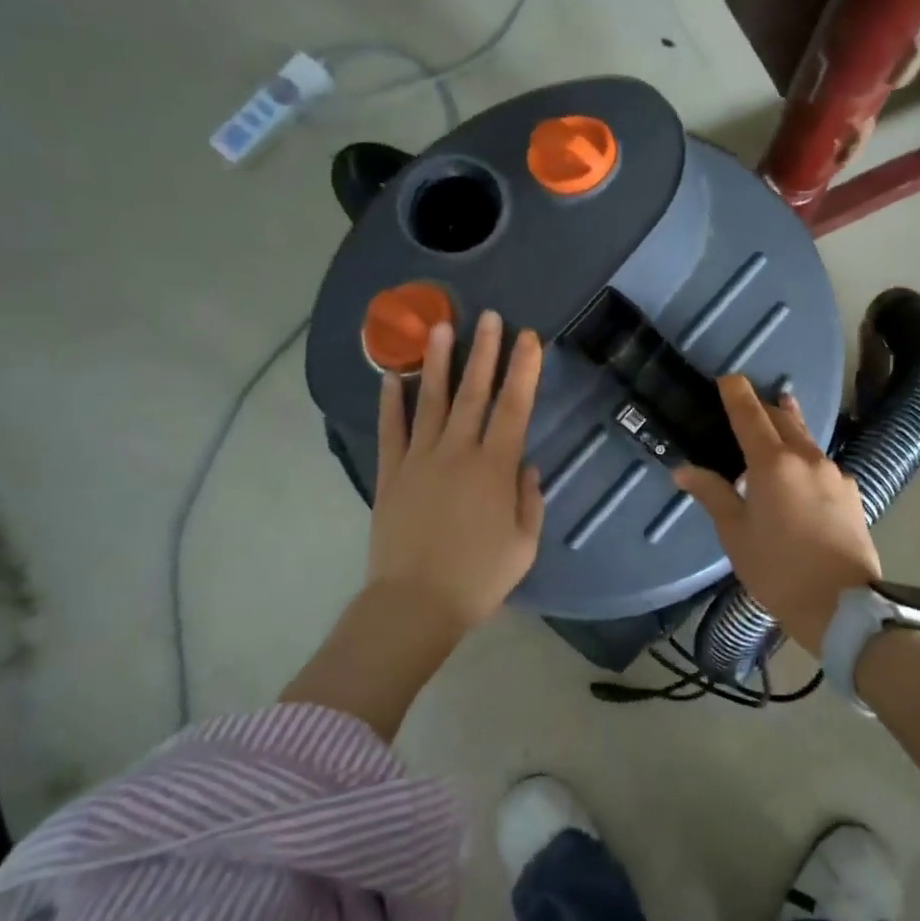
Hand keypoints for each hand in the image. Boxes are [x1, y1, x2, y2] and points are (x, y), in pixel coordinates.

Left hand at [368, 310, 544, 636]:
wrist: (415, 604)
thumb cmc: (478, 578)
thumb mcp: (523, 545)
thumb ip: (528, 500)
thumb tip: (524, 465)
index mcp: (494, 468)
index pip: (514, 407)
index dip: (523, 370)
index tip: (528, 338)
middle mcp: (457, 452)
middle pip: (474, 393)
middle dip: (484, 351)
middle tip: (490, 317)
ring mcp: (419, 460)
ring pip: (431, 402)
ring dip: (437, 362)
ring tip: (440, 327)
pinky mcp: (391, 475)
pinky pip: (391, 431)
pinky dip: (390, 403)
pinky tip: (391, 377)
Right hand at [673, 376, 878, 655]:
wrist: (842, 605)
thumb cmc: (777, 569)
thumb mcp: (735, 533)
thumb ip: (712, 494)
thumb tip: (683, 469)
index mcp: (772, 463)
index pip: (750, 414)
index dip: (736, 393)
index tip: (727, 377)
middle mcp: (807, 458)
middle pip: (783, 419)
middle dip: (764, 406)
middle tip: (748, 403)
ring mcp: (834, 474)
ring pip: (807, 439)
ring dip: (788, 428)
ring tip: (778, 421)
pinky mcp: (851, 493)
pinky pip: (822, 464)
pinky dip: (805, 458)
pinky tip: (801, 476)